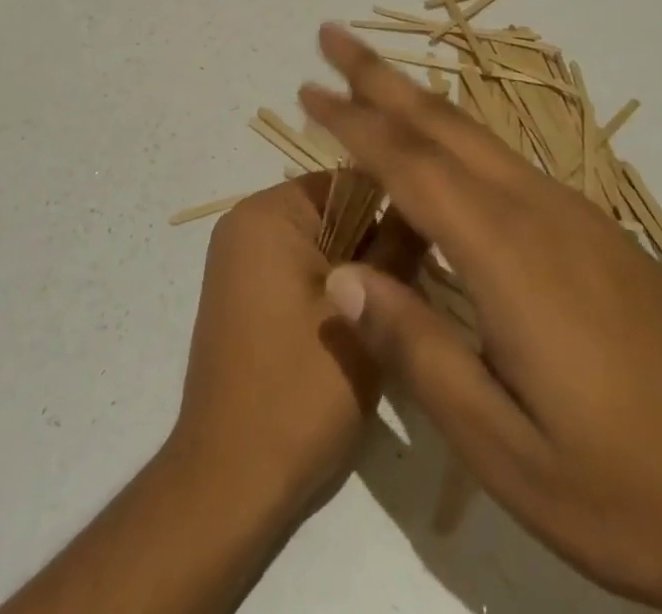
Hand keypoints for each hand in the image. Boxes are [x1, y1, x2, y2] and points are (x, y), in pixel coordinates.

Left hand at [170, 174, 421, 523]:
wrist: (229, 481)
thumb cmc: (299, 389)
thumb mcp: (363, 315)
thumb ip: (397, 249)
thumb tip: (426, 202)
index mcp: (267, 212)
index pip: (349, 180)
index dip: (394, 207)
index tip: (431, 243)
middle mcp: (245, 222)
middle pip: (334, 210)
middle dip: (376, 243)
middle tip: (415, 287)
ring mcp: (239, 259)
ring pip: (321, 242)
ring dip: (358, 270)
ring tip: (390, 312)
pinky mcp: (242, 294)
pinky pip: (298, 267)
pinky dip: (331, 287)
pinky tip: (357, 328)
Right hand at [299, 26, 661, 613]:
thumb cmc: (636, 491)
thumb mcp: (508, 450)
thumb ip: (418, 353)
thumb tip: (343, 278)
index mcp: (507, 254)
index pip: (409, 166)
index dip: (352, 123)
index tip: (307, 89)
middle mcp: (538, 211)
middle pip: (442, 125)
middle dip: (379, 78)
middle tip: (331, 36)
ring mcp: (576, 217)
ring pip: (477, 136)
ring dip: (417, 101)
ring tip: (373, 79)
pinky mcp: (600, 234)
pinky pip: (507, 162)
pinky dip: (457, 135)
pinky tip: (448, 150)